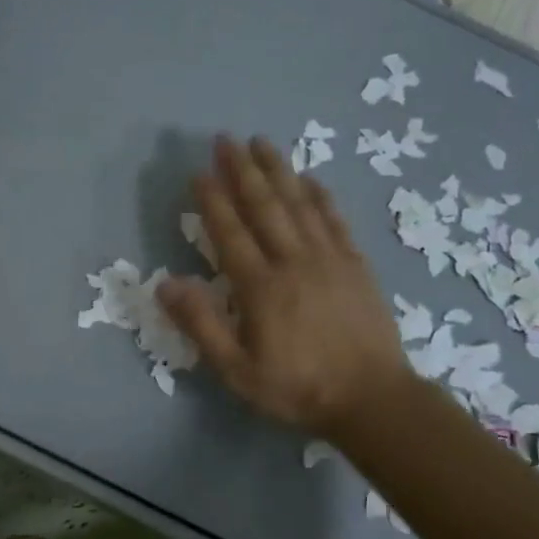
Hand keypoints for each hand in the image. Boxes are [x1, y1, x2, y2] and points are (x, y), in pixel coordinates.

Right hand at [159, 135, 408, 439]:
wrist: (373, 399)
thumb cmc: (298, 388)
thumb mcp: (237, 371)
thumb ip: (201, 325)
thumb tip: (165, 285)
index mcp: (260, 287)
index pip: (230, 232)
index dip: (213, 200)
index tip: (199, 172)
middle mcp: (293, 261)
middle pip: (264, 206)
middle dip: (243, 170)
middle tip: (226, 139)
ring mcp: (329, 258)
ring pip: (299, 203)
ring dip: (278, 170)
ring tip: (261, 142)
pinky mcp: (355, 264)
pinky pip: (334, 219)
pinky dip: (320, 195)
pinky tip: (309, 177)